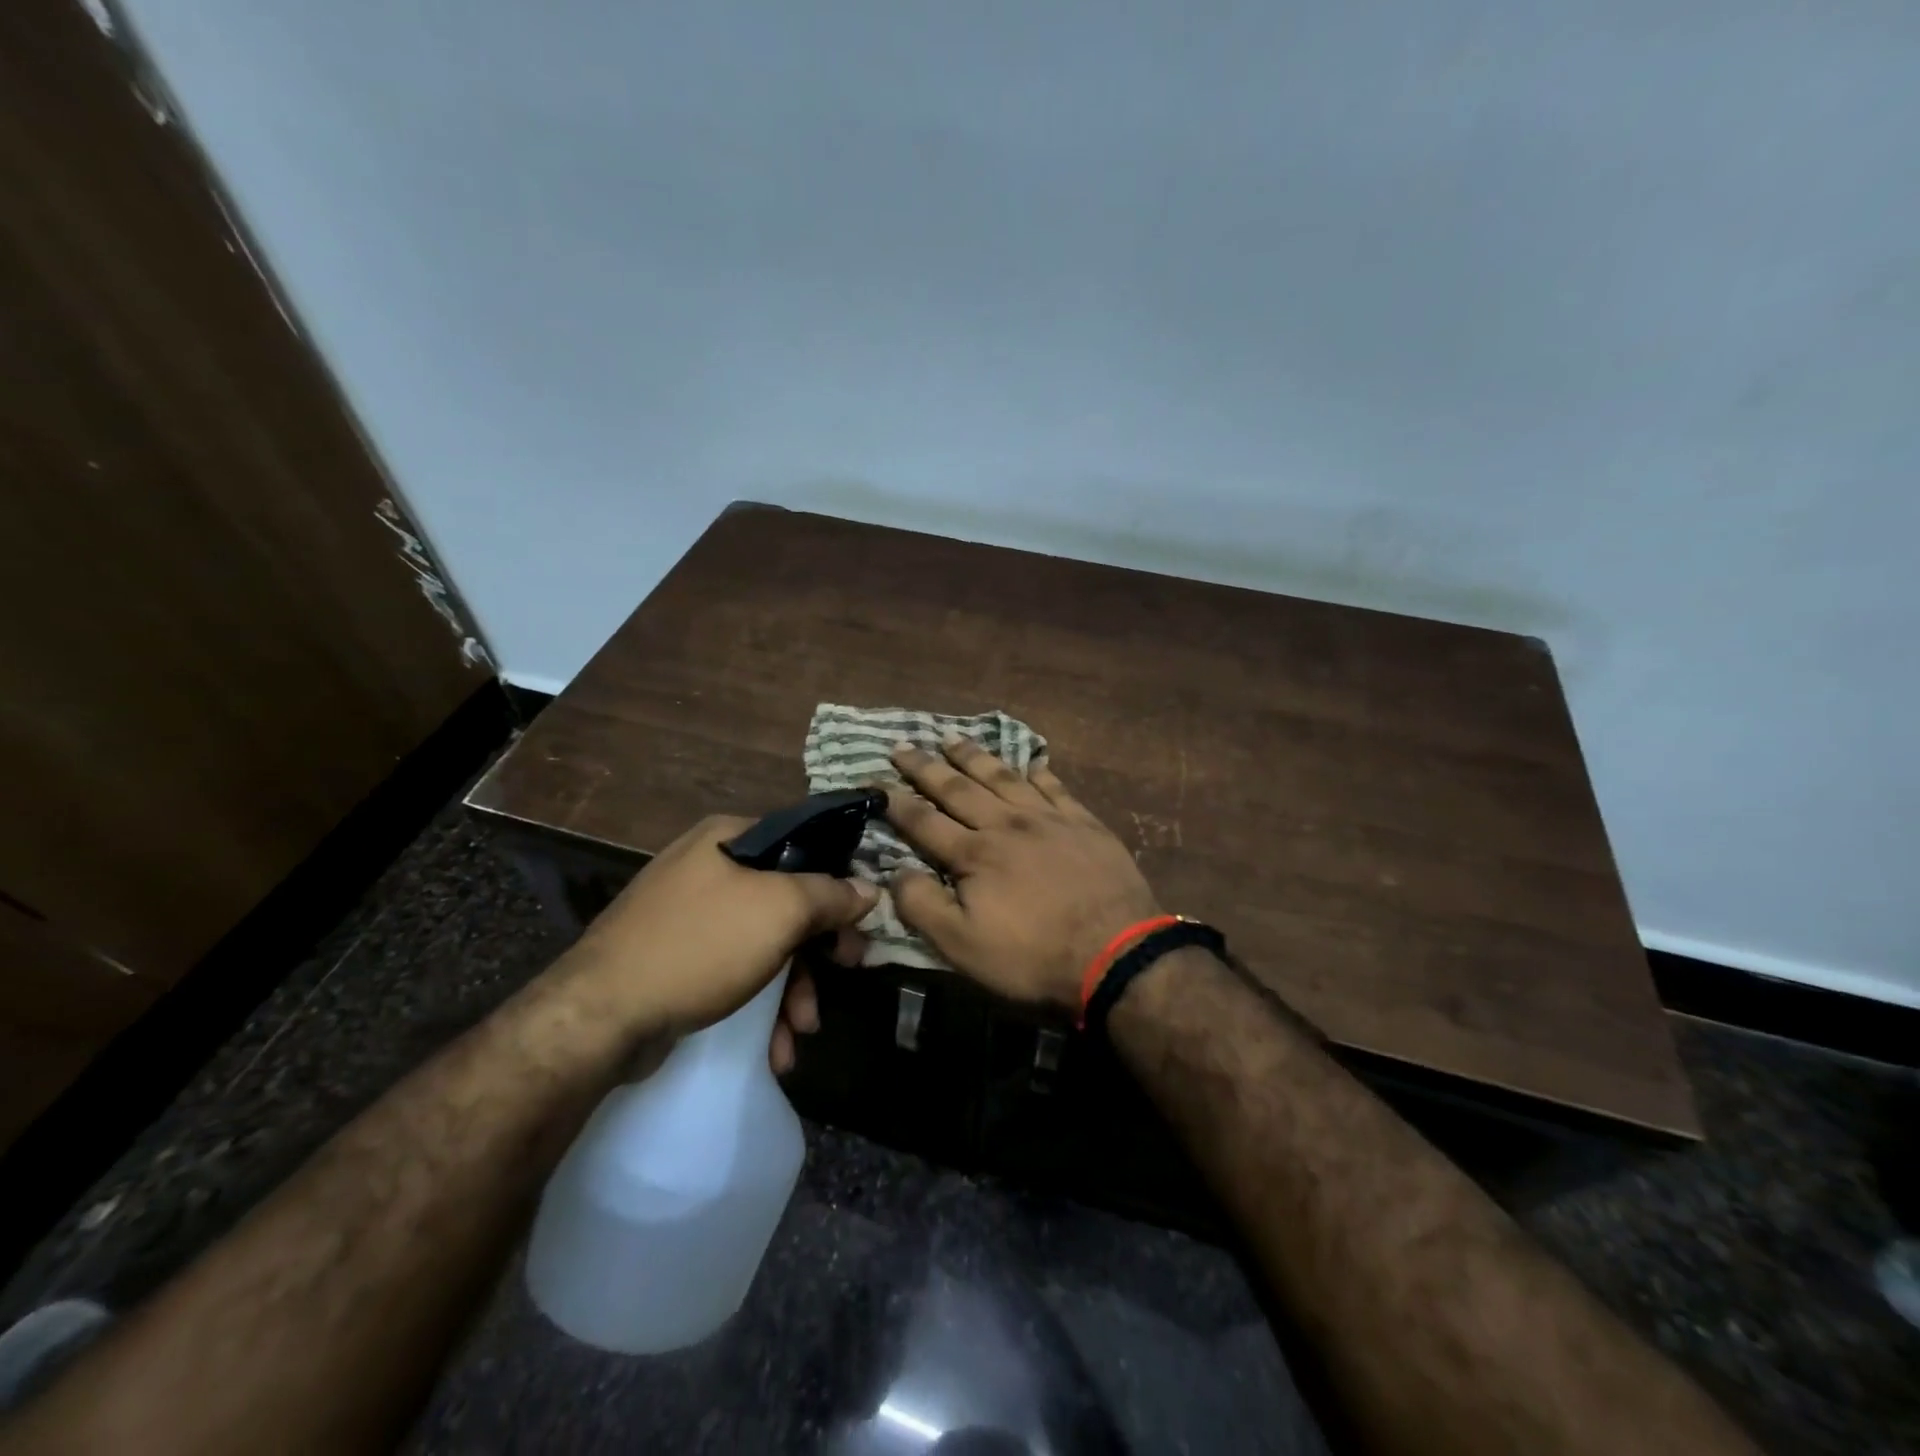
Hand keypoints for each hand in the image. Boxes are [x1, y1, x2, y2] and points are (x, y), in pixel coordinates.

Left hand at [562, 816, 876, 1060]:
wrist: (598, 1017)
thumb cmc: (701, 946)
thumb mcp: (780, 911)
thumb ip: (830, 895)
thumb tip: (868, 889)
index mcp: (727, 838)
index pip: (802, 845)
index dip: (838, 881)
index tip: (859, 920)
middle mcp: (706, 868)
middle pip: (786, 900)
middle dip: (817, 950)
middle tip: (847, 972)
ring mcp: (686, 915)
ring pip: (762, 943)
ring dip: (792, 989)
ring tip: (801, 1031)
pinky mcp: (674, 959)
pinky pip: (732, 971)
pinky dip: (758, 1004)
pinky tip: (773, 1047)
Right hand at [884, 739, 1163, 1010]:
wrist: (1116, 952)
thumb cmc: (1033, 955)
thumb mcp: (962, 946)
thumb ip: (922, 905)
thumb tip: (893, 871)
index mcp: (974, 853)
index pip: (925, 821)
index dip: (897, 802)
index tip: (875, 782)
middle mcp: (1006, 824)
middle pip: (959, 788)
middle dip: (927, 767)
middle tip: (904, 746)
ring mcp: (1048, 819)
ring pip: (1003, 777)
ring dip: (974, 757)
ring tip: (952, 739)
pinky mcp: (1083, 823)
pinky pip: (1054, 787)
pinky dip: (1038, 772)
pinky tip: (1030, 761)